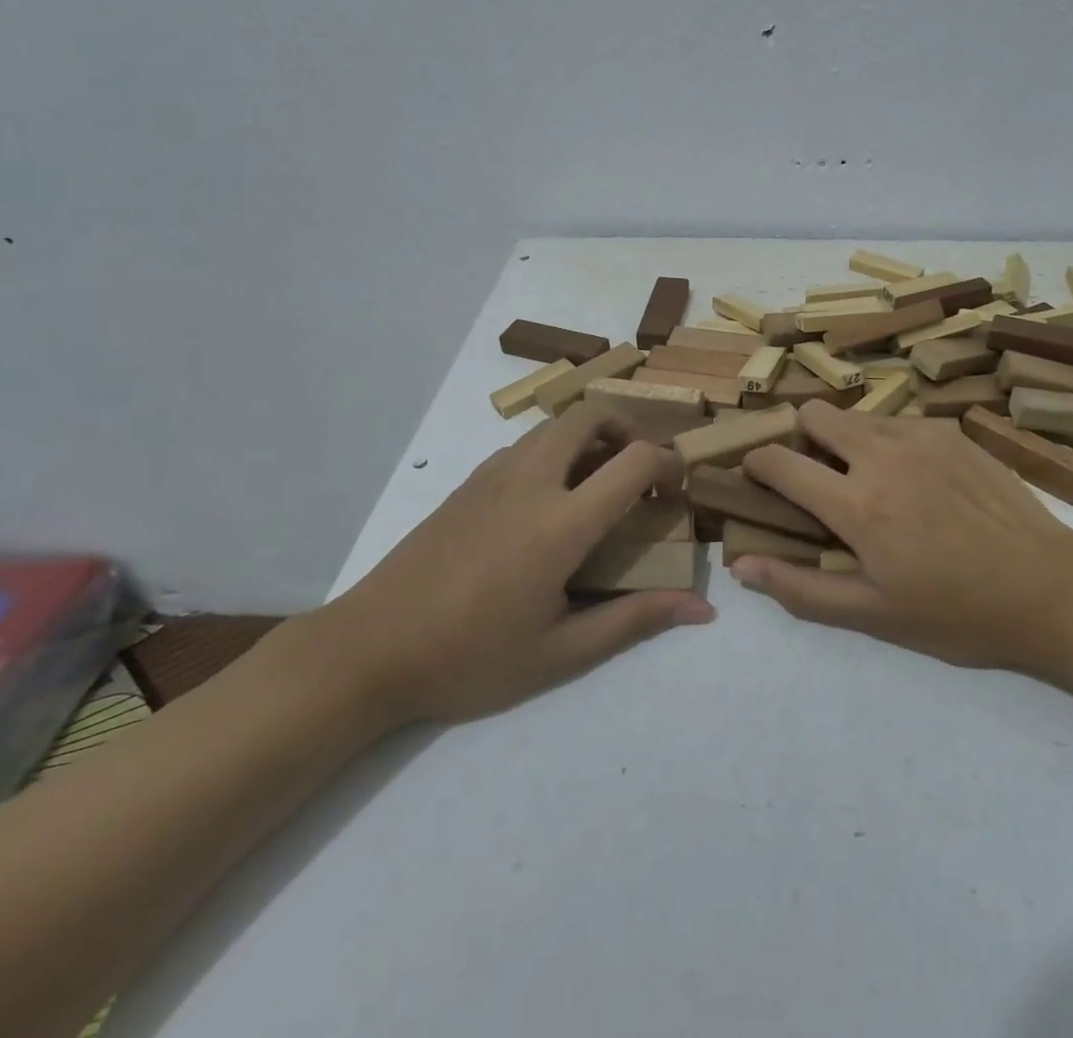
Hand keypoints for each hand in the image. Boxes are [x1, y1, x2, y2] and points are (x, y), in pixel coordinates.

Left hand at [305, 405, 714, 729]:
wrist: (370, 649)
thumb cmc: (470, 657)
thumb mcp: (560, 653)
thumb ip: (634, 620)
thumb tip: (702, 609)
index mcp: (561, 522)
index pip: (634, 460)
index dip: (669, 463)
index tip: (678, 488)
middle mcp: (531, 481)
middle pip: (590, 415)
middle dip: (628, 429)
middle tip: (639, 471)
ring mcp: (493, 474)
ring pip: (554, 424)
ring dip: (590, 436)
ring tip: (598, 483)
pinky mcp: (468, 482)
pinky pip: (525, 444)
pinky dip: (555, 449)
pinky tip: (549, 500)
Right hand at [732, 402, 1072, 676]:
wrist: (1048, 587)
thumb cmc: (957, 612)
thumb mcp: (874, 614)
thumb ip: (801, 588)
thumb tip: (740, 567)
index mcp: (857, 504)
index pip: (781, 462)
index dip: (757, 464)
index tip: (756, 475)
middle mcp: (882, 455)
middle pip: (815, 414)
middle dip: (801, 438)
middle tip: (817, 476)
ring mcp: (920, 436)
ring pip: (857, 416)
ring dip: (846, 441)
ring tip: (869, 481)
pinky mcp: (951, 431)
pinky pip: (898, 422)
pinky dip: (887, 442)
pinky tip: (915, 480)